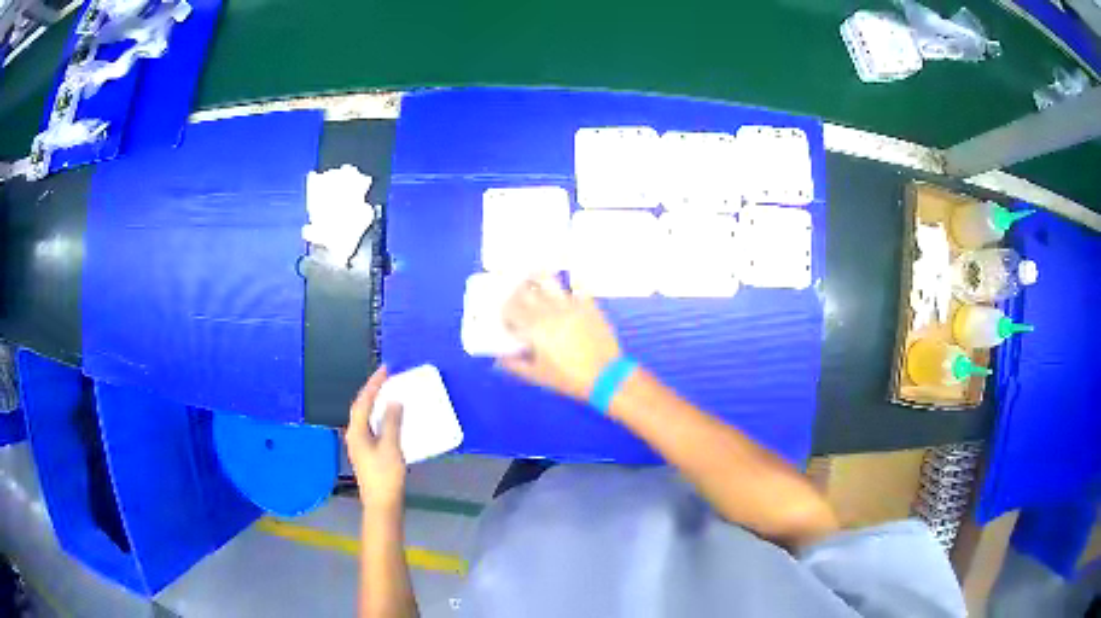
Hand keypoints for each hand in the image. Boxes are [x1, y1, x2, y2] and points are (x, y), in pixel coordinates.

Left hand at [346, 367, 405, 509]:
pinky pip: (372, 425)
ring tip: (389, 392)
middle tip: (387, 377)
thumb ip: (392, 422)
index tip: (385, 369)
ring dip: (376, 403)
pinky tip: (390, 417)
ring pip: (366, 416)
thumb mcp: (391, 447)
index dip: (374, 384)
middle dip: (373, 391)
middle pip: (361, 407)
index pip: (363, 401)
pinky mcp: (367, 452)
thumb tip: (394, 401)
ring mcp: (360, 444)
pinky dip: (380, 416)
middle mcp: (354, 434)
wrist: (381, 503)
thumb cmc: (385, 475)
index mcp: (356, 431)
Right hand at [499, 276, 622, 400]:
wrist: (606, 375)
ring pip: (548, 280)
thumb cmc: (569, 378)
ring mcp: (570, 304)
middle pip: (525, 291)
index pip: (510, 309)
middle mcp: (549, 310)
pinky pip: (578, 284)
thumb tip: (499, 360)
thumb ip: (515, 365)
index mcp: (534, 327)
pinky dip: (571, 279)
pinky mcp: (588, 304)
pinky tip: (567, 280)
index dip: (505, 312)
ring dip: (537, 277)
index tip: (507, 319)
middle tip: (517, 299)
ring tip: (533, 278)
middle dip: (516, 293)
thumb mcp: (538, 376)